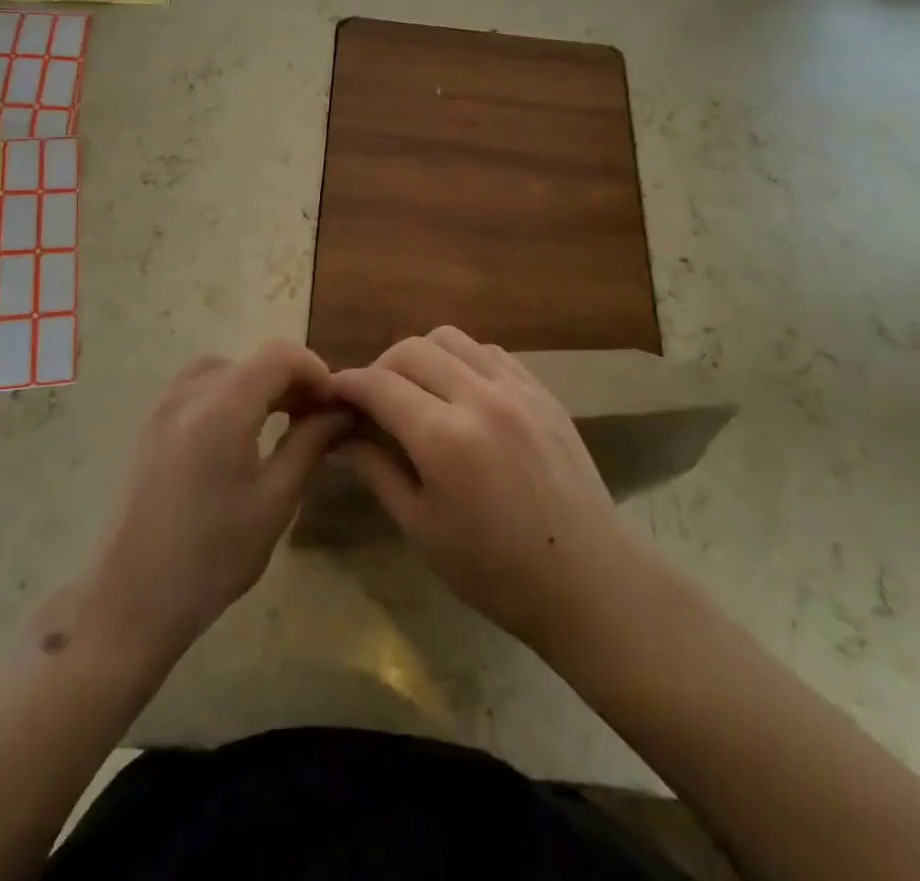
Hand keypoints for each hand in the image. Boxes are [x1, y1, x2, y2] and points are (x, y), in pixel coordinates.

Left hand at [81, 341, 346, 659]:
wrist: (129, 601)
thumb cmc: (212, 557)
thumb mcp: (275, 501)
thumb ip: (309, 443)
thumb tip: (339, 411)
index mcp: (222, 407)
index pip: (279, 355)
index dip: (315, 370)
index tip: (333, 404)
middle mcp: (189, 394)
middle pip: (251, 359)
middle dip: (289, 379)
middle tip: (314, 417)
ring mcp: (162, 407)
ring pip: (223, 369)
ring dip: (257, 383)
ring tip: (279, 421)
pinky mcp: (148, 426)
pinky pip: (196, 388)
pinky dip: (227, 394)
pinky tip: (238, 435)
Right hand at [330, 327, 646, 661]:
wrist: (588, 581)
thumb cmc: (495, 570)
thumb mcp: (421, 527)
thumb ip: (376, 470)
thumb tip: (340, 436)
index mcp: (444, 437)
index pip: (379, 384)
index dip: (348, 384)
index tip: (331, 394)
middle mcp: (479, 397)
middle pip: (411, 350)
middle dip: (379, 368)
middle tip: (372, 401)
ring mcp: (517, 388)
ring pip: (451, 339)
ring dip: (421, 356)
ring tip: (416, 391)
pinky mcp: (542, 391)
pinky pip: (489, 353)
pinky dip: (462, 361)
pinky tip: (461, 394)